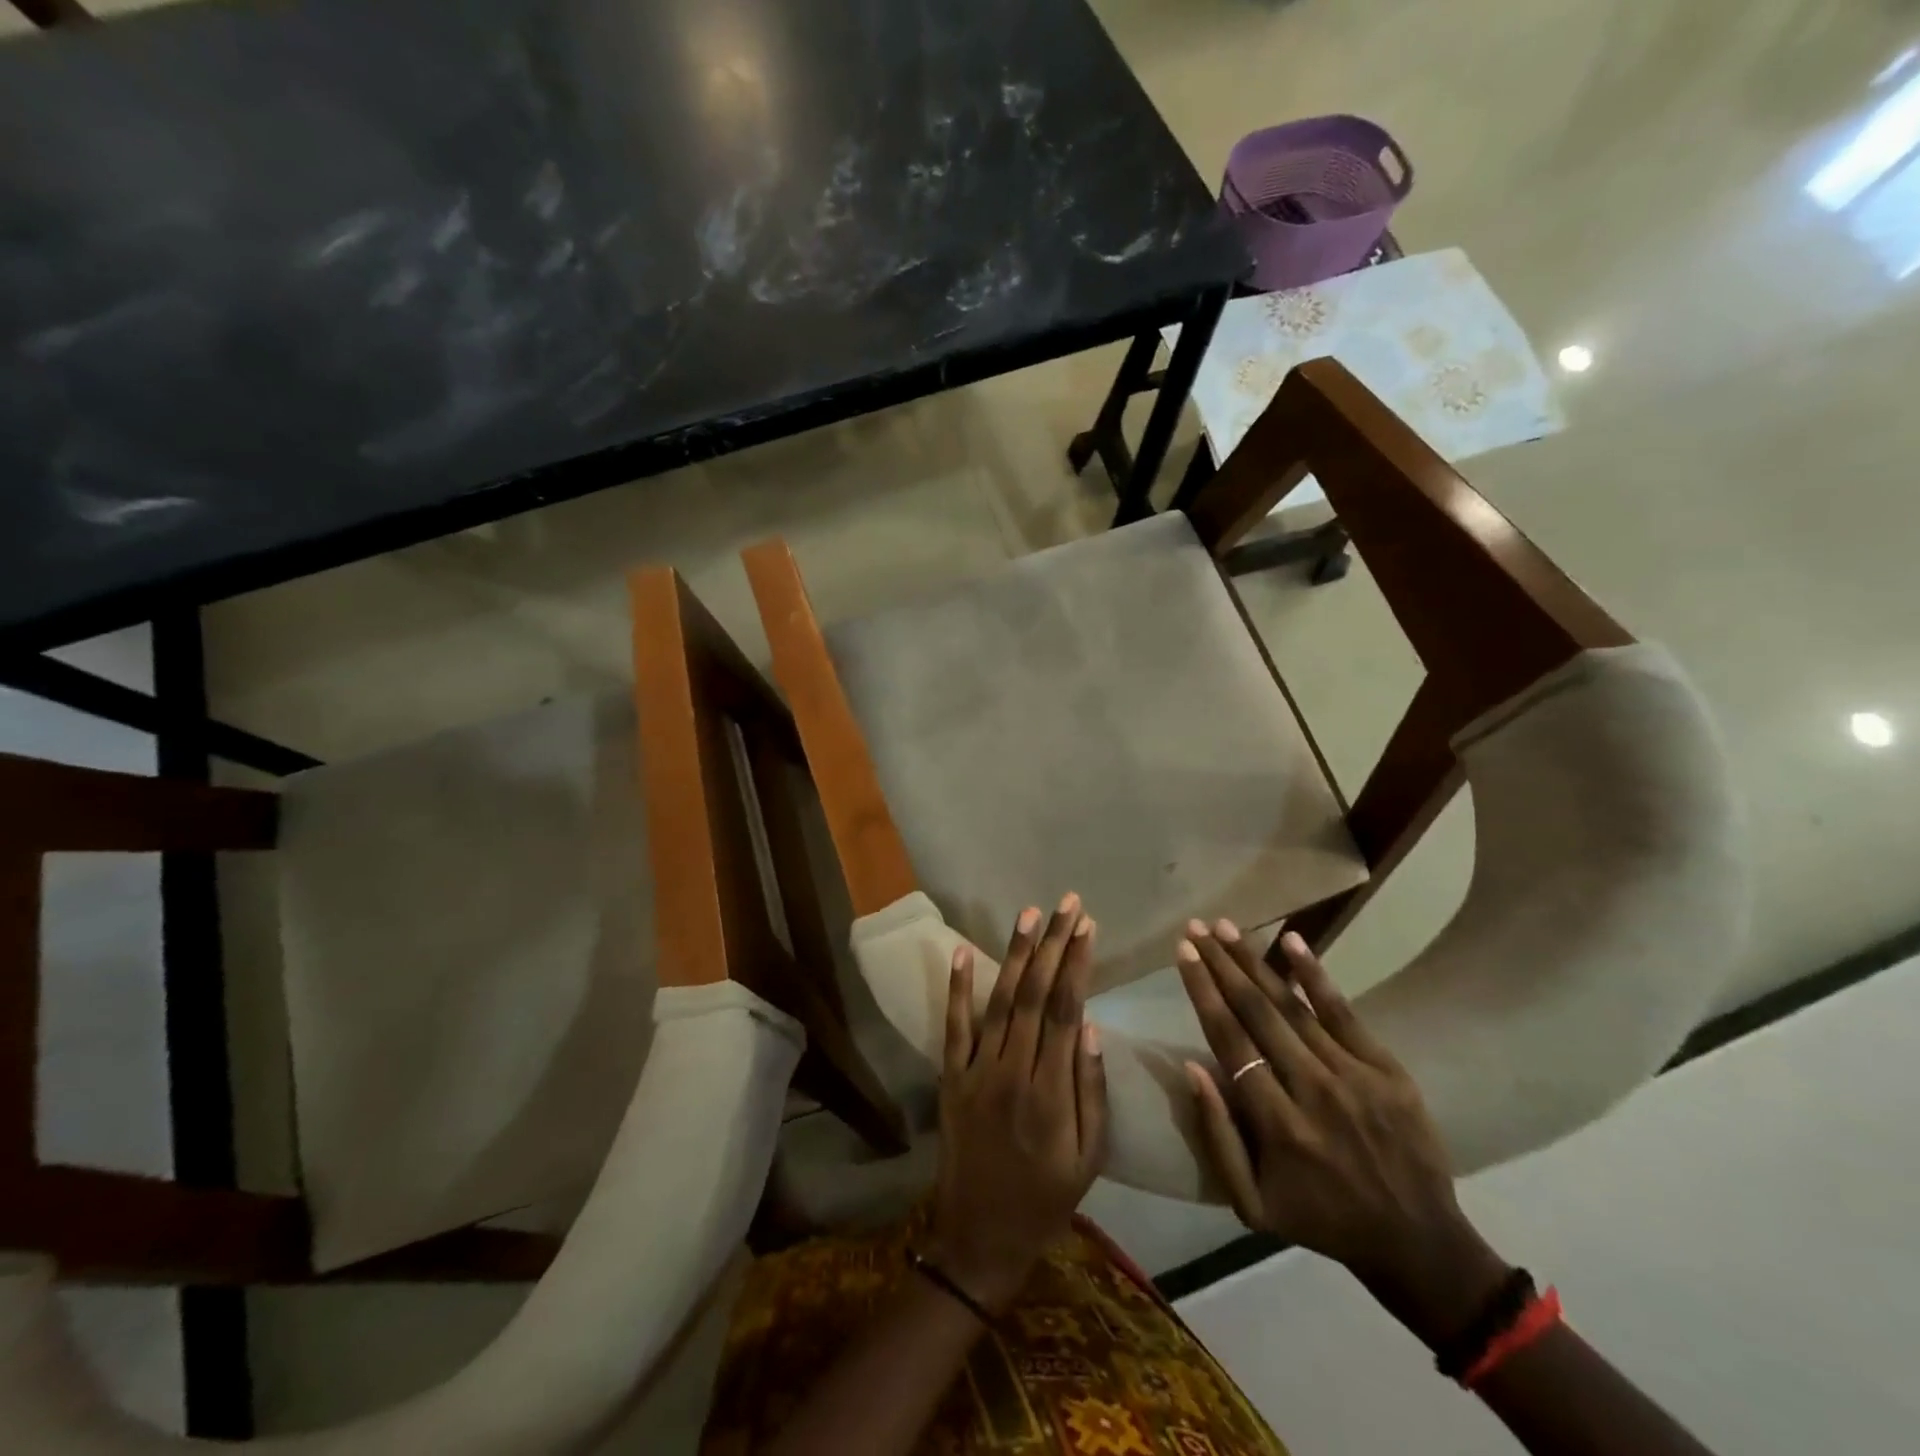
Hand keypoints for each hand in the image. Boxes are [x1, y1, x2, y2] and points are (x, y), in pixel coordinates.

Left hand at [928, 894, 1109, 1311]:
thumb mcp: (1089, 1159)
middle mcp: (1012, 1071)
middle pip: (1036, 995)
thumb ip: (1091, 1091)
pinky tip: (961, 951)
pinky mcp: (950, 1076)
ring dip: (1015, 955)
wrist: (979, 1238)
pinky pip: (954, 1026)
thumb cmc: (1045, 1201)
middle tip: (1066, 904)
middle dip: (1053, 945)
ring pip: (999, 1001)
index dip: (1077, 964)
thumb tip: (1091, 1026)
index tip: (1087, 926)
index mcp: (1051, 1093)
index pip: (1067, 1011)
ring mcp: (976, 1071)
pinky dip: (957, 988)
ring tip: (1029, 914)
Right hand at [1177, 922, 1504, 1330]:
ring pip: (1293, 1006)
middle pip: (1257, 1013)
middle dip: (1221, 965)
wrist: (1419, 1244)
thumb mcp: (1252, 1204)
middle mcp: (1313, 1091)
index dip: (1203, 992)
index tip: (1183, 953)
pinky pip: (1344, 1012)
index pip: (1229, 1041)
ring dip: (1255, 962)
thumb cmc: (1320, 1220)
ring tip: (1226, 927)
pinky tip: (1292, 940)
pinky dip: (1315, 975)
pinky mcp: (1387, 1069)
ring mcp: (1354, 1076)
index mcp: (1278, 1126)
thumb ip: (1218, 1136)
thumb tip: (1192, 1067)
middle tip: (1196, 927)